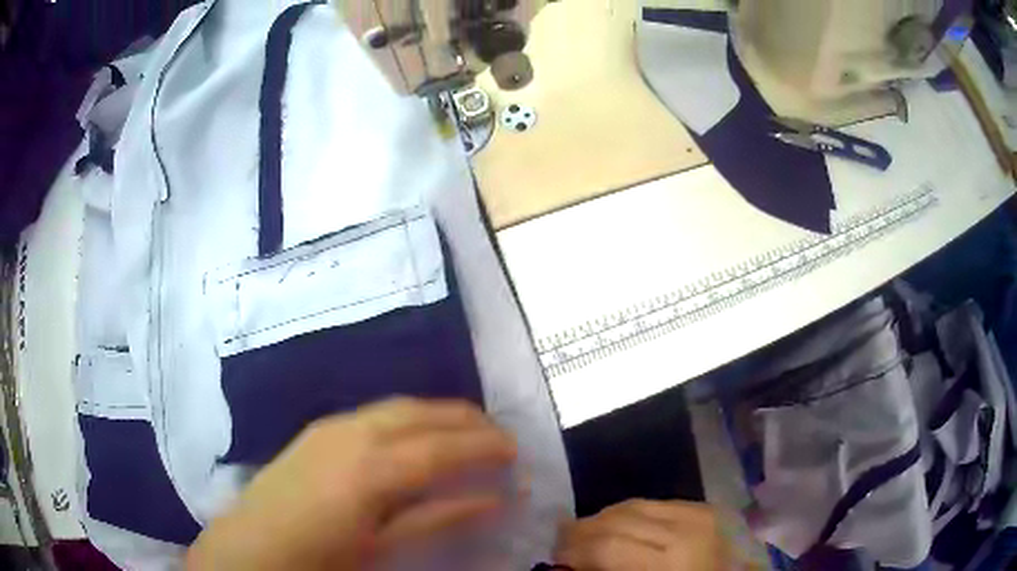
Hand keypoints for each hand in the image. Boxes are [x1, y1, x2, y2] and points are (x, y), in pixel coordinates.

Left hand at [185, 398, 517, 569]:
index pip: (443, 446)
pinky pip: (375, 412)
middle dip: (466, 418)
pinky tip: (415, 432)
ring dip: (437, 413)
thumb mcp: (384, 544)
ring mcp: (334, 425)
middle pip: (423, 412)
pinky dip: (408, 416)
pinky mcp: (320, 427)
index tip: (516, 448)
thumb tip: (491, 499)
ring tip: (465, 428)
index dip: (484, 445)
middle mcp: (355, 432)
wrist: (253, 543)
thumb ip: (438, 516)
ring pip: (399, 405)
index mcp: (373, 468)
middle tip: (498, 432)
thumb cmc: (323, 554)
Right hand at [553, 500, 727, 570]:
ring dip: (605, 519)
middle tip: (564, 545)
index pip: (606, 545)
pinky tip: (625, 528)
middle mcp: (688, 528)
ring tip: (590, 535)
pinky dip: (633, 515)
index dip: (573, 549)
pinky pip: (659, 503)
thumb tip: (570, 565)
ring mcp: (702, 512)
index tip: (556, 557)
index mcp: (672, 562)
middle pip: (618, 517)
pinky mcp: (709, 507)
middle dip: (583, 530)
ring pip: (635, 504)